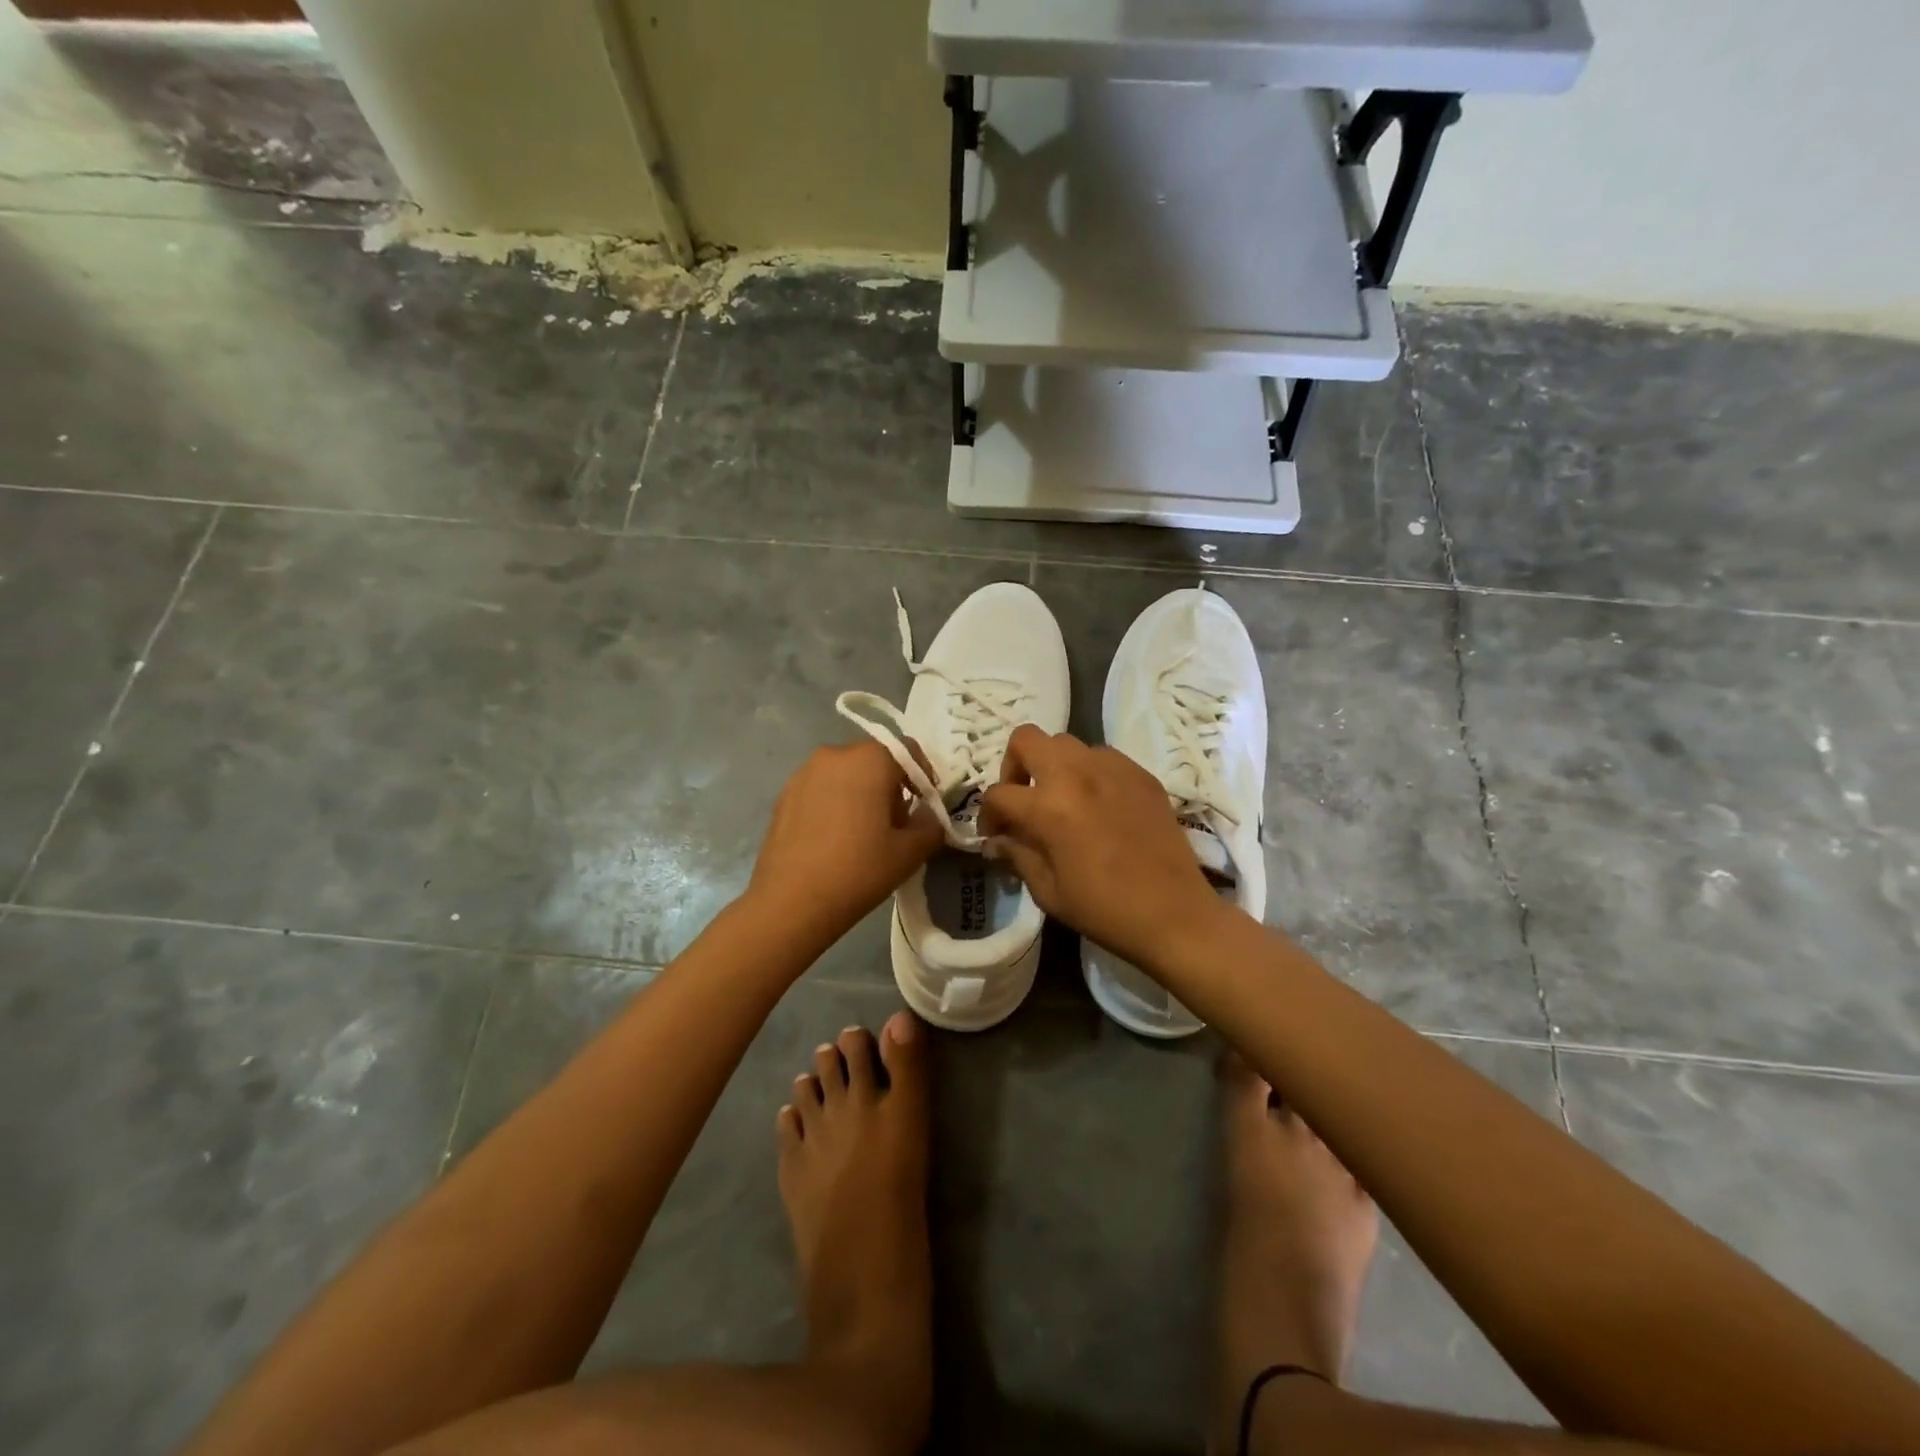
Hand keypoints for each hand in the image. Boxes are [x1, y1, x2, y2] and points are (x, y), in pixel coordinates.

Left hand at [748, 738, 944, 953]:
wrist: (791, 902)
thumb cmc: (859, 870)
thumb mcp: (910, 852)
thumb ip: (931, 826)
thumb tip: (930, 817)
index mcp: (870, 759)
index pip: (909, 752)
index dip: (923, 778)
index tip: (925, 807)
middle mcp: (834, 754)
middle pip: (874, 761)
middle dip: (890, 786)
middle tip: (895, 824)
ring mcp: (803, 773)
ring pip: (845, 774)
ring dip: (860, 793)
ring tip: (863, 833)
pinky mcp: (783, 795)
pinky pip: (820, 789)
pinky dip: (834, 803)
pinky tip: (834, 839)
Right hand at [980, 726, 1222, 969]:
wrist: (1174, 914)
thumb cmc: (1104, 910)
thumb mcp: (1048, 891)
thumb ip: (1017, 856)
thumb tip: (997, 841)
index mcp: (1048, 806)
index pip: (998, 793)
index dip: (988, 815)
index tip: (996, 835)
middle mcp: (1077, 774)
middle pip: (1027, 739)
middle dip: (1014, 766)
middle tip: (1023, 799)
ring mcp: (1113, 769)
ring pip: (1067, 743)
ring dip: (1053, 766)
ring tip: (1062, 799)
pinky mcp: (1141, 774)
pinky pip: (1103, 757)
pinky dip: (1089, 772)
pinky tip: (1098, 804)